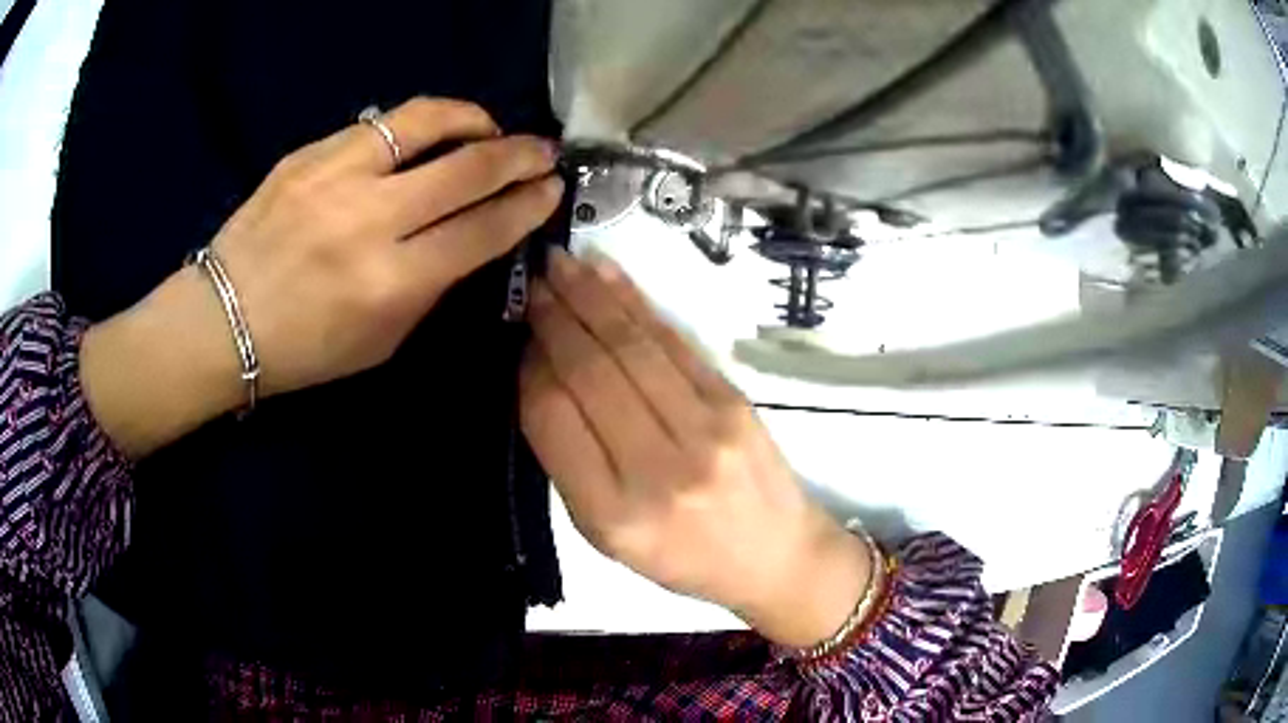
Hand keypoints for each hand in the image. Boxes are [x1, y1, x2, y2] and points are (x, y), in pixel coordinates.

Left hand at [211, 97, 562, 395]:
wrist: (222, 321)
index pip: (482, 230)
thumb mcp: (382, 340)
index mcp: (390, 283)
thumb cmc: (304, 349)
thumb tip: (471, 233)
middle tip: (542, 150)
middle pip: (467, 168)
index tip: (551, 189)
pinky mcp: (308, 154)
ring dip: (472, 118)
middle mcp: (368, 221)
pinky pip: (378, 125)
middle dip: (519, 154)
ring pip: (425, 121)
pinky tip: (424, 137)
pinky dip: (416, 126)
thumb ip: (430, 286)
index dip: (528, 205)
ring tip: (487, 127)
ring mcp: (334, 177)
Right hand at [520, 249, 871, 648]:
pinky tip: (608, 277)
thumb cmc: (681, 556)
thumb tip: (541, 372)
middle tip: (534, 280)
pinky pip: (673, 342)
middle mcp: (658, 469)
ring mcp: (705, 430)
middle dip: (556, 317)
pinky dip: (636, 303)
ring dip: (592, 297)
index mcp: (613, 513)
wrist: (774, 555)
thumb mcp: (606, 536)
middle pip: (592, 371)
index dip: (531, 367)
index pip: (554, 417)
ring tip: (562, 263)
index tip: (520, 336)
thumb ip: (569, 461)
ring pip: (632, 346)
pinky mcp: (734, 402)